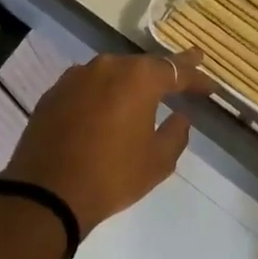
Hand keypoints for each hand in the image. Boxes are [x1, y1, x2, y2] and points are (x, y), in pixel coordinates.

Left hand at [1, 51, 210, 236]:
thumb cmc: (111, 175)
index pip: (175, 70)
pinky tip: (106, 107)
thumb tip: (180, 117)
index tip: (211, 86)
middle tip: (183, 76)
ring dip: (130, 83)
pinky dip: (102, 94)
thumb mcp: (157, 162)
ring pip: (113, 73)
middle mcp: (108, 66)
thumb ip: (176, 134)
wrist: (46, 192)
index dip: (196, 77)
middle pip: (143, 66)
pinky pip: (88, 86)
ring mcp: (77, 76)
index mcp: (138, 78)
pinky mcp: (55, 92)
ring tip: (144, 94)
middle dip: (164, 74)